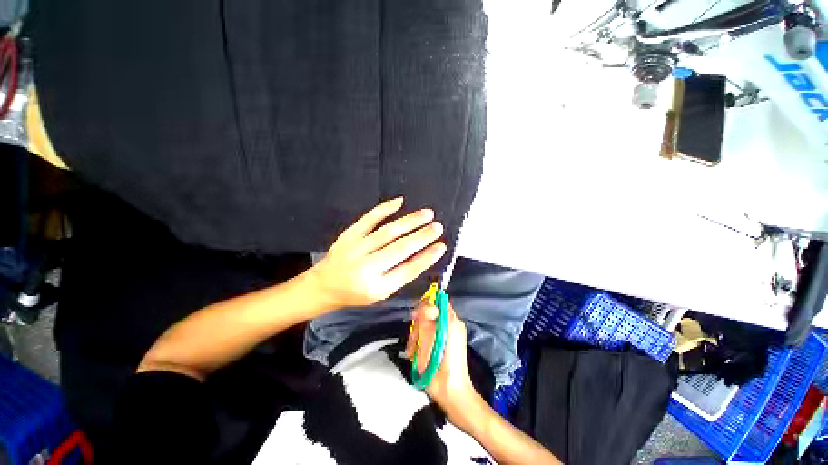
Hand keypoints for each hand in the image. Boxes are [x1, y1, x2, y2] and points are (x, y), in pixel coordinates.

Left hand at [309, 197, 446, 308]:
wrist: (324, 285)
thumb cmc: (356, 293)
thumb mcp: (380, 293)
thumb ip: (400, 276)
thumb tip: (424, 254)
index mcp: (377, 287)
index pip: (407, 271)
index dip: (426, 258)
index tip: (441, 246)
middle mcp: (366, 268)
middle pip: (399, 249)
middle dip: (422, 236)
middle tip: (438, 227)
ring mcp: (356, 249)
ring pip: (387, 232)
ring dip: (409, 221)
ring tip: (427, 214)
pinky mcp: (348, 235)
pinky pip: (369, 219)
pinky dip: (384, 209)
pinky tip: (400, 202)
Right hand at [405, 300, 483, 431]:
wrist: (451, 393)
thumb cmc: (439, 371)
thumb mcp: (428, 346)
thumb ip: (427, 323)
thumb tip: (427, 306)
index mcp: (452, 324)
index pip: (438, 301)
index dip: (425, 307)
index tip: (415, 321)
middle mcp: (453, 326)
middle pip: (430, 314)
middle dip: (418, 326)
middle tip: (412, 343)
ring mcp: (450, 336)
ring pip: (427, 326)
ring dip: (417, 337)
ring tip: (412, 353)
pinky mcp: (445, 345)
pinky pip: (430, 336)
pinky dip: (421, 344)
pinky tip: (415, 356)